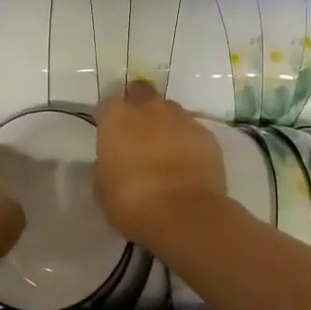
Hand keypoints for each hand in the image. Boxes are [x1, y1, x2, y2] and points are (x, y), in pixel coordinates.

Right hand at [95, 82, 227, 246]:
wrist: (183, 214)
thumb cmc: (131, 200)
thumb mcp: (102, 185)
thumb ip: (107, 162)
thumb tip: (116, 158)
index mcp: (118, 115)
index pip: (108, 105)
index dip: (110, 120)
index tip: (111, 137)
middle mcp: (150, 107)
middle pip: (142, 95)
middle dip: (140, 109)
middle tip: (139, 136)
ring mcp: (183, 118)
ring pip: (171, 112)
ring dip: (166, 126)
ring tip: (166, 153)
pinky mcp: (208, 135)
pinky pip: (193, 132)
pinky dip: (188, 143)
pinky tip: (188, 166)